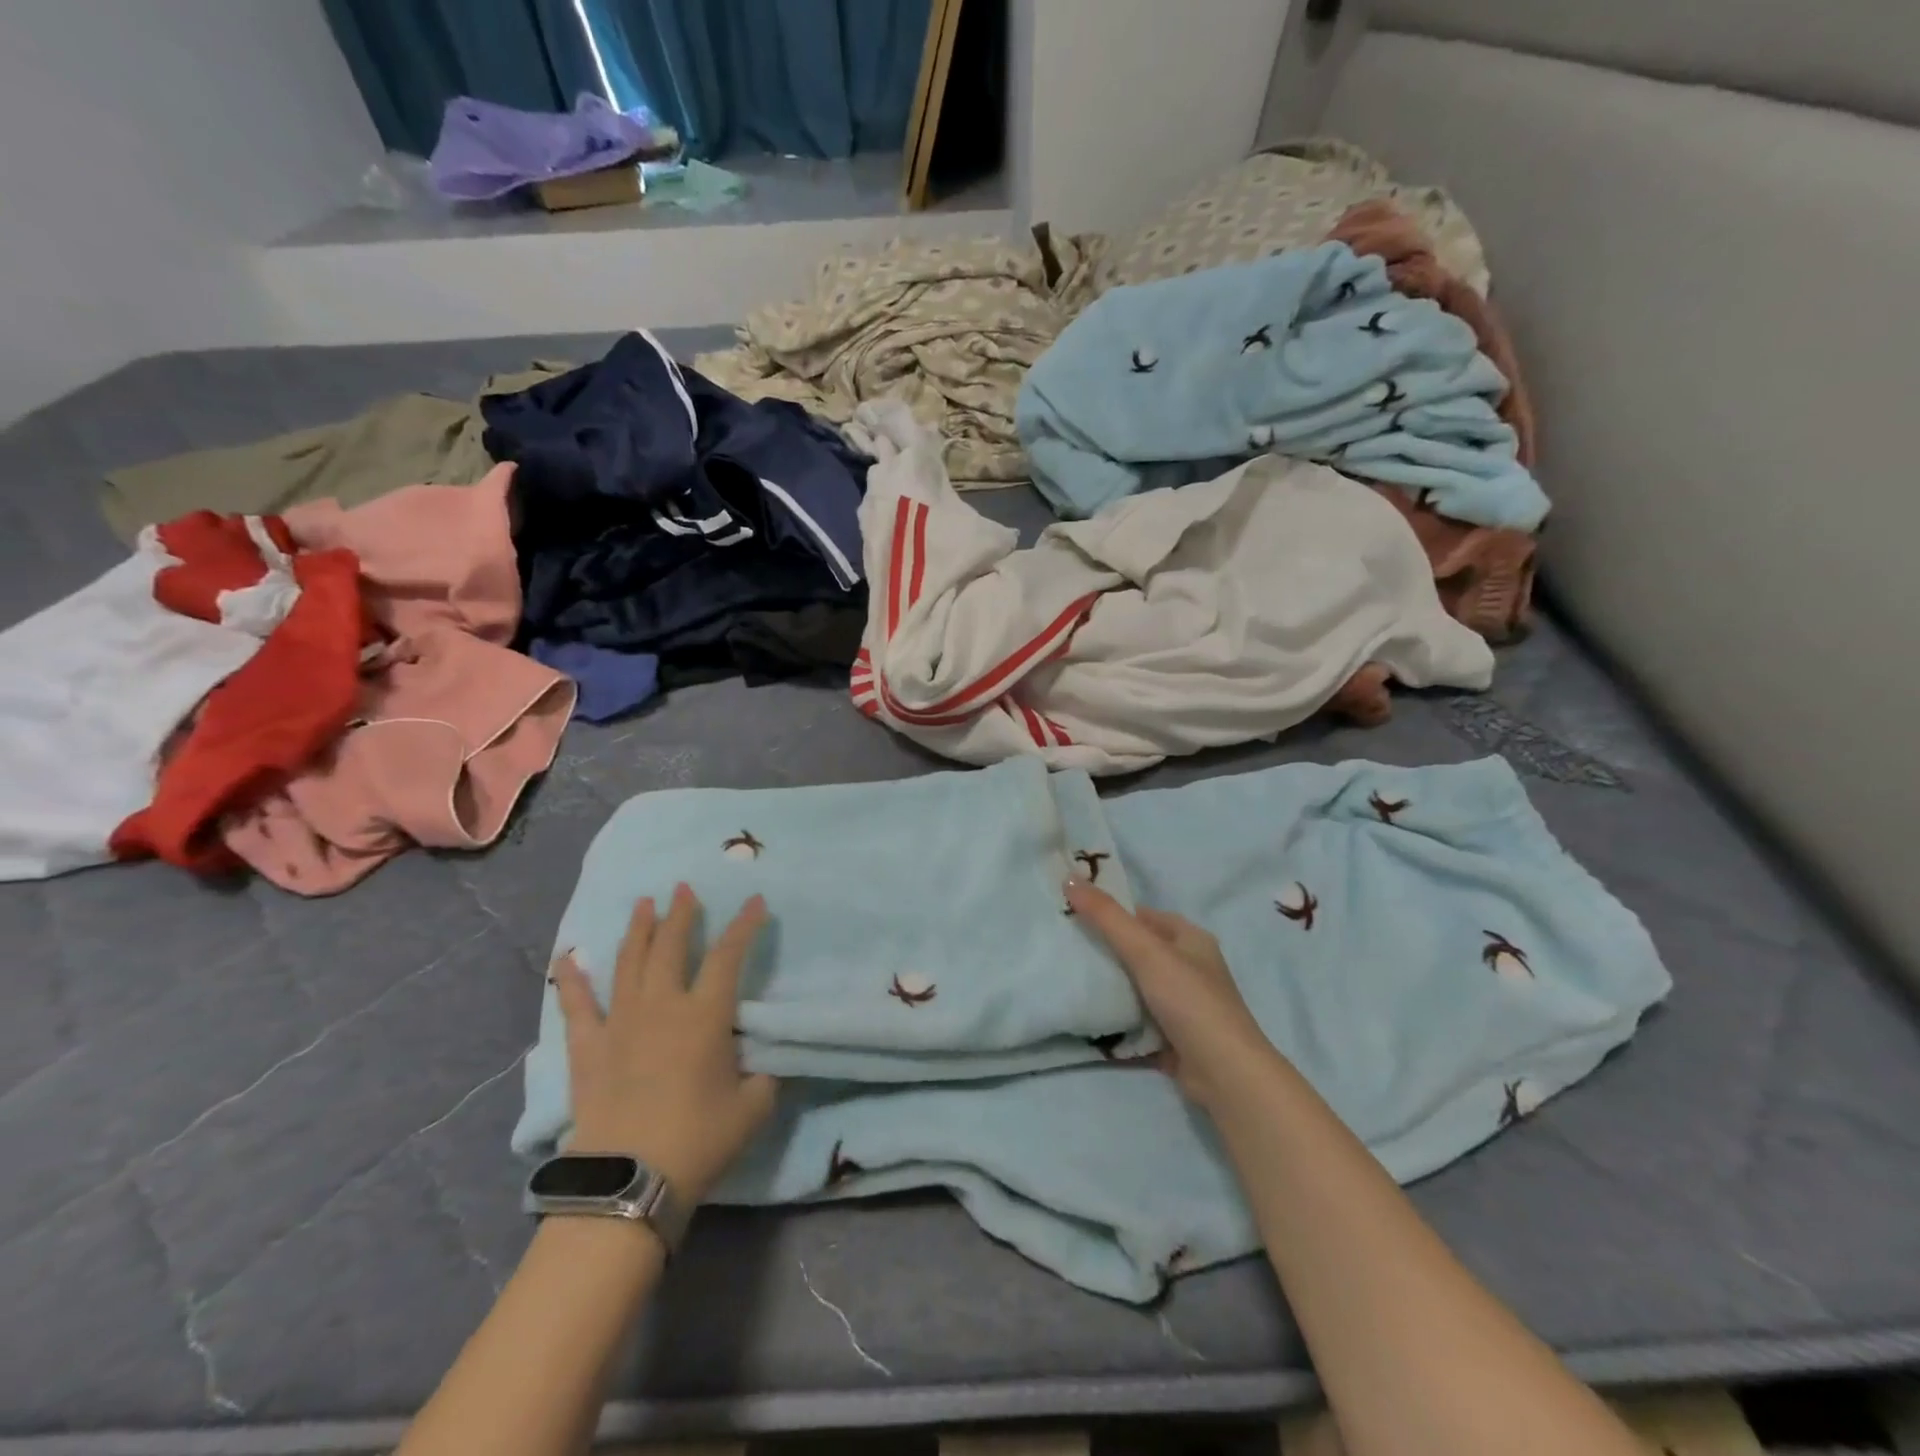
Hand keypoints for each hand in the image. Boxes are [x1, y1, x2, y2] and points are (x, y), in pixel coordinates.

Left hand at [550, 884, 778, 1206]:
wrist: (629, 1182)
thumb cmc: (699, 1141)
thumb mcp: (754, 1107)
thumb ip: (765, 1074)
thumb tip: (765, 1059)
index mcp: (705, 1015)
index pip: (728, 956)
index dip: (744, 926)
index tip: (755, 902)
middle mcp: (662, 1006)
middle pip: (671, 947)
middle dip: (681, 914)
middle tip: (684, 888)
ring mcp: (620, 1024)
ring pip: (630, 964)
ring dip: (639, 930)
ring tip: (644, 903)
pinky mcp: (588, 1049)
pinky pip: (578, 1006)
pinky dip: (572, 980)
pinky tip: (567, 958)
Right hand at [1065, 879, 1276, 1114]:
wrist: (1224, 1074)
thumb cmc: (1189, 1000)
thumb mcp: (1146, 950)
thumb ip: (1107, 916)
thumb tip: (1068, 878)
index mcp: (1190, 939)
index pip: (1142, 916)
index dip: (1110, 913)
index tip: (1071, 915)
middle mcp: (1188, 968)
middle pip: (1137, 952)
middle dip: (1103, 951)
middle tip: (1064, 947)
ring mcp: (1181, 1006)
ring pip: (1134, 988)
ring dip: (1107, 987)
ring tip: (1067, 979)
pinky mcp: (1172, 1038)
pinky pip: (1135, 1021)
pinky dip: (1115, 1020)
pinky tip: (1086, 1017)